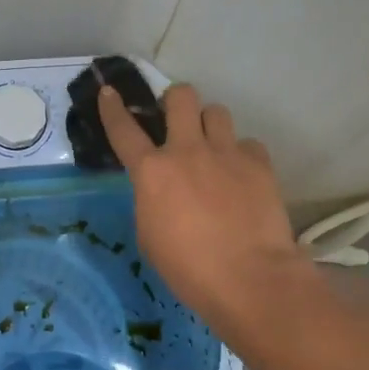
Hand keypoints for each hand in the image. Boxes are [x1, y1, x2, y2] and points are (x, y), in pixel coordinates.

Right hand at [99, 83, 308, 330]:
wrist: (250, 278)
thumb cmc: (188, 269)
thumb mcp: (150, 236)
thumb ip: (150, 200)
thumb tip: (160, 189)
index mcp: (152, 171)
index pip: (124, 129)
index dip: (113, 108)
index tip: (109, 91)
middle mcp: (187, 150)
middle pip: (181, 97)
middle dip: (176, 100)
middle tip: (177, 118)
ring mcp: (226, 153)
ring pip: (217, 111)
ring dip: (210, 124)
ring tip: (214, 146)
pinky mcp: (259, 163)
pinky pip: (248, 144)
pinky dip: (242, 155)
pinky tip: (243, 176)